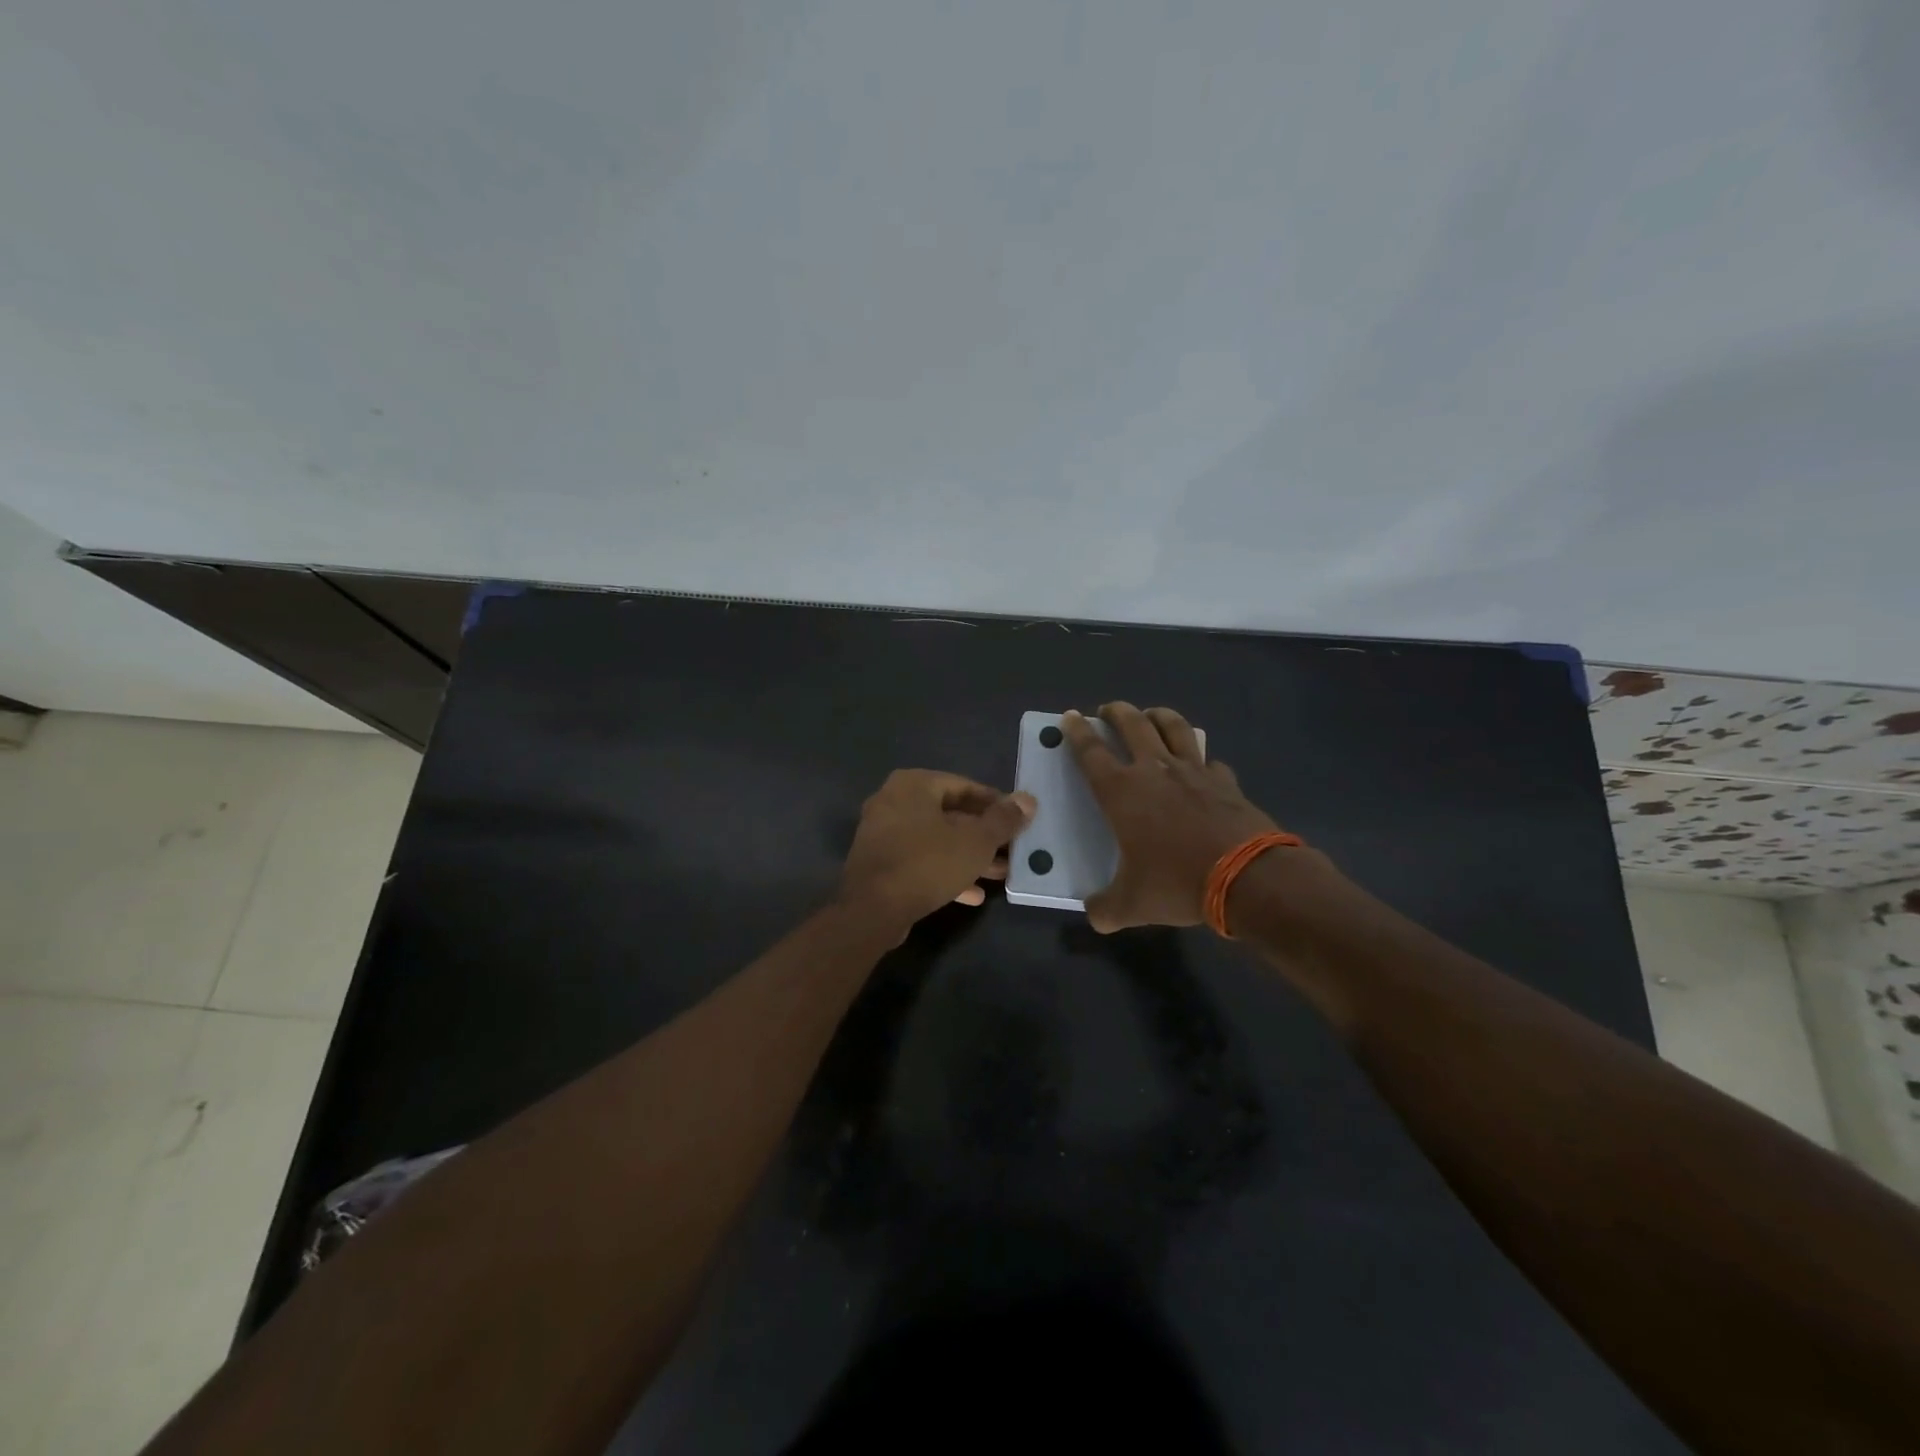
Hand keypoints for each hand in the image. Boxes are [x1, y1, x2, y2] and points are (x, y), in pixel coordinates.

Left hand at [837, 770, 1035, 933]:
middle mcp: (894, 801)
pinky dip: (945, 871)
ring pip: (936, 840)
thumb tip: (1028, 799)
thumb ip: (1003, 820)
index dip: (995, 804)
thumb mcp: (975, 842)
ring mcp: (883, 833)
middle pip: (950, 814)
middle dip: (983, 835)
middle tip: (1012, 850)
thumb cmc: (927, 863)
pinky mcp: (879, 863)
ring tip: (1000, 874)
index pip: (964, 786)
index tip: (1018, 820)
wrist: (871, 910)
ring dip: (968, 856)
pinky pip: (919, 860)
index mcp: (914, 785)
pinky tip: (973, 894)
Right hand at [1061, 703, 1290, 932]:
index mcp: (1122, 792)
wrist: (1246, 877)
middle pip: (1132, 724)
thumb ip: (1105, 909)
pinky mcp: (1225, 781)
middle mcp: (1155, 770)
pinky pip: (1210, 760)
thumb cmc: (1177, 884)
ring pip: (1173, 727)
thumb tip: (1094, 914)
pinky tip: (1201, 766)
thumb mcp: (1132, 905)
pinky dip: (1201, 759)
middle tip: (1107, 709)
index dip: (1076, 732)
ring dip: (1158, 715)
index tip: (1069, 717)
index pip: (1091, 752)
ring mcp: (1194, 771)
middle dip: (1115, 711)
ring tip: (1151, 714)